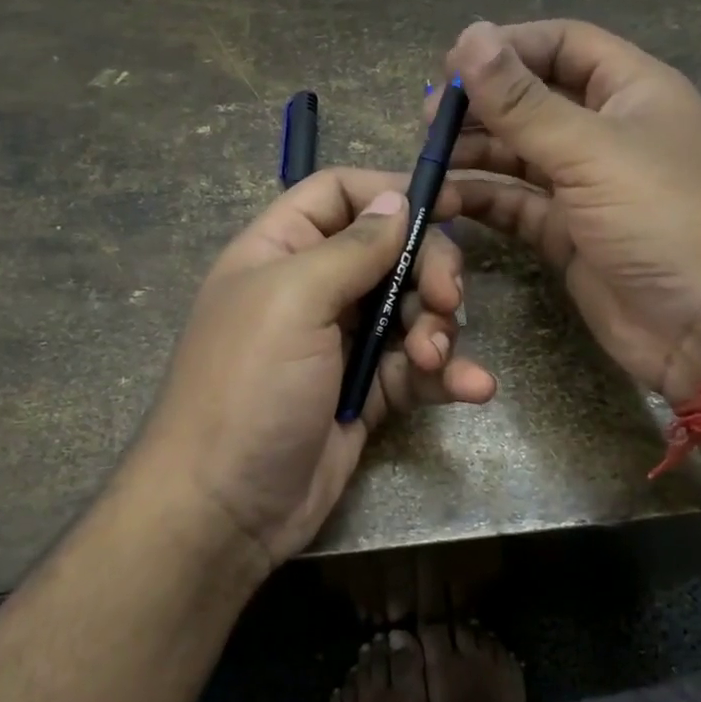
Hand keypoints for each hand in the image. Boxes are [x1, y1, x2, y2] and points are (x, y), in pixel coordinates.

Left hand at [136, 169, 496, 566]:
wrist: (226, 509)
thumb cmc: (249, 386)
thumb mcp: (293, 301)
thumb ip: (351, 248)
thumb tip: (395, 199)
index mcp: (280, 251)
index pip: (338, 194)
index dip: (390, 192)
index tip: (447, 205)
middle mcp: (313, 289)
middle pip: (390, 252)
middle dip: (428, 270)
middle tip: (447, 300)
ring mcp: (342, 343)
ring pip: (411, 310)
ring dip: (438, 329)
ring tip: (435, 359)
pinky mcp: (368, 391)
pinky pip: (417, 367)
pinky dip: (447, 375)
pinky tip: (475, 388)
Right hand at [436, 20, 700, 400]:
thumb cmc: (665, 218)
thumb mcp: (592, 151)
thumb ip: (523, 101)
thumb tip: (468, 36)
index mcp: (632, 91)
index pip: (563, 45)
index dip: (509, 47)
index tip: (451, 64)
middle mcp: (608, 133)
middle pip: (534, 102)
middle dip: (482, 107)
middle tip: (429, 121)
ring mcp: (587, 188)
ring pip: (519, 157)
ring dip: (475, 156)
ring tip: (428, 162)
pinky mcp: (569, 236)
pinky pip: (517, 206)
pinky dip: (483, 202)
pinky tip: (446, 202)